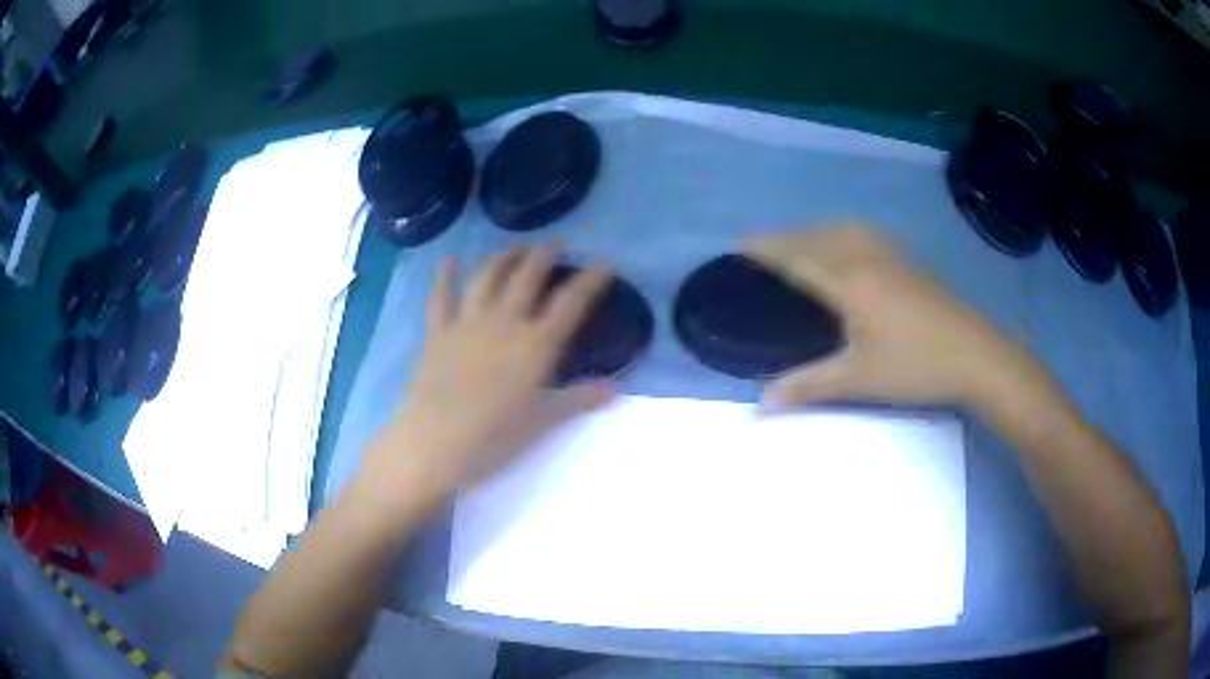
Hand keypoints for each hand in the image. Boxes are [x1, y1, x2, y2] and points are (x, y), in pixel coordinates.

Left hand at [367, 245, 614, 497]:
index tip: (606, 262)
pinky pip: (441, 297)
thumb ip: (579, 400)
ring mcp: (466, 323)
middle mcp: (503, 323)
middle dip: (545, 255)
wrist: (434, 444)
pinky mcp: (437, 333)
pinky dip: (445, 277)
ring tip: (515, 246)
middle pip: (527, 277)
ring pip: (487, 278)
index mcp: (535, 345)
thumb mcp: (542, 422)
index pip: (571, 302)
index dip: (591, 279)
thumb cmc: (493, 438)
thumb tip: (616, 389)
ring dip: (504, 258)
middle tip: (557, 241)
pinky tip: (448, 261)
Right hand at [747, 224, 1045, 408]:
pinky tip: (848, 245)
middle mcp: (866, 258)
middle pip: (817, 237)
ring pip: (843, 230)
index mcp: (849, 282)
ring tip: (798, 242)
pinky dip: (841, 232)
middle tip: (760, 248)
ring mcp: (891, 257)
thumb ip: (808, 386)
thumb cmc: (915, 366)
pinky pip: (864, 234)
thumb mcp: (858, 380)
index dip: (765, 248)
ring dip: (813, 230)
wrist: (976, 356)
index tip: (737, 243)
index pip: (797, 256)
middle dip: (784, 237)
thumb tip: (761, 404)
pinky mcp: (908, 264)